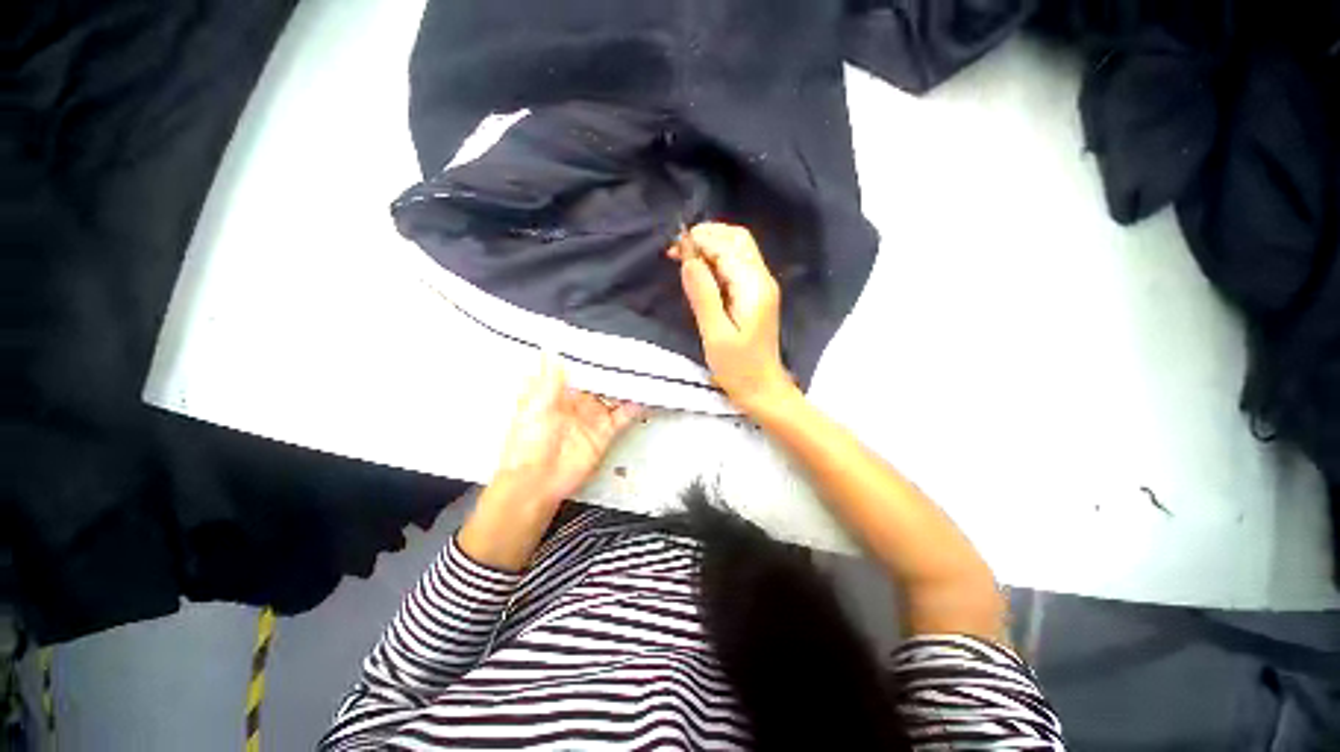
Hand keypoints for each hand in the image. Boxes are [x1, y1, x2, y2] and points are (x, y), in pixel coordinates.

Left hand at [461, 356, 641, 571]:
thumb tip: (549, 348)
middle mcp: (578, 402)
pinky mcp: (606, 431)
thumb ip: (548, 380)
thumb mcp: (535, 407)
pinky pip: (623, 415)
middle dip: (611, 368)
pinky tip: (646, 394)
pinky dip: (635, 406)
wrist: (537, 481)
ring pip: (613, 395)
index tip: (602, 339)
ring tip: (642, 367)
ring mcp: (593, 416)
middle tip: (630, 349)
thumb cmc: (529, 442)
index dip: (587, 356)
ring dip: (625, 384)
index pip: (576, 369)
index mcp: (557, 392)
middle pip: (599, 380)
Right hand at [668, 222, 795, 411]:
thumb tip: (688, 259)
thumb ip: (703, 295)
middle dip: (707, 236)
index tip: (674, 248)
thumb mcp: (715, 335)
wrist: (763, 388)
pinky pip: (737, 266)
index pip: (728, 247)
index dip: (701, 241)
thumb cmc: (738, 368)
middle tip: (678, 250)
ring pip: (738, 249)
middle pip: (738, 239)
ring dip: (711, 246)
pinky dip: (717, 260)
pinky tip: (700, 271)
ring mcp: (761, 286)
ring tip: (684, 257)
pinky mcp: (756, 295)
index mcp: (754, 288)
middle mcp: (762, 280)